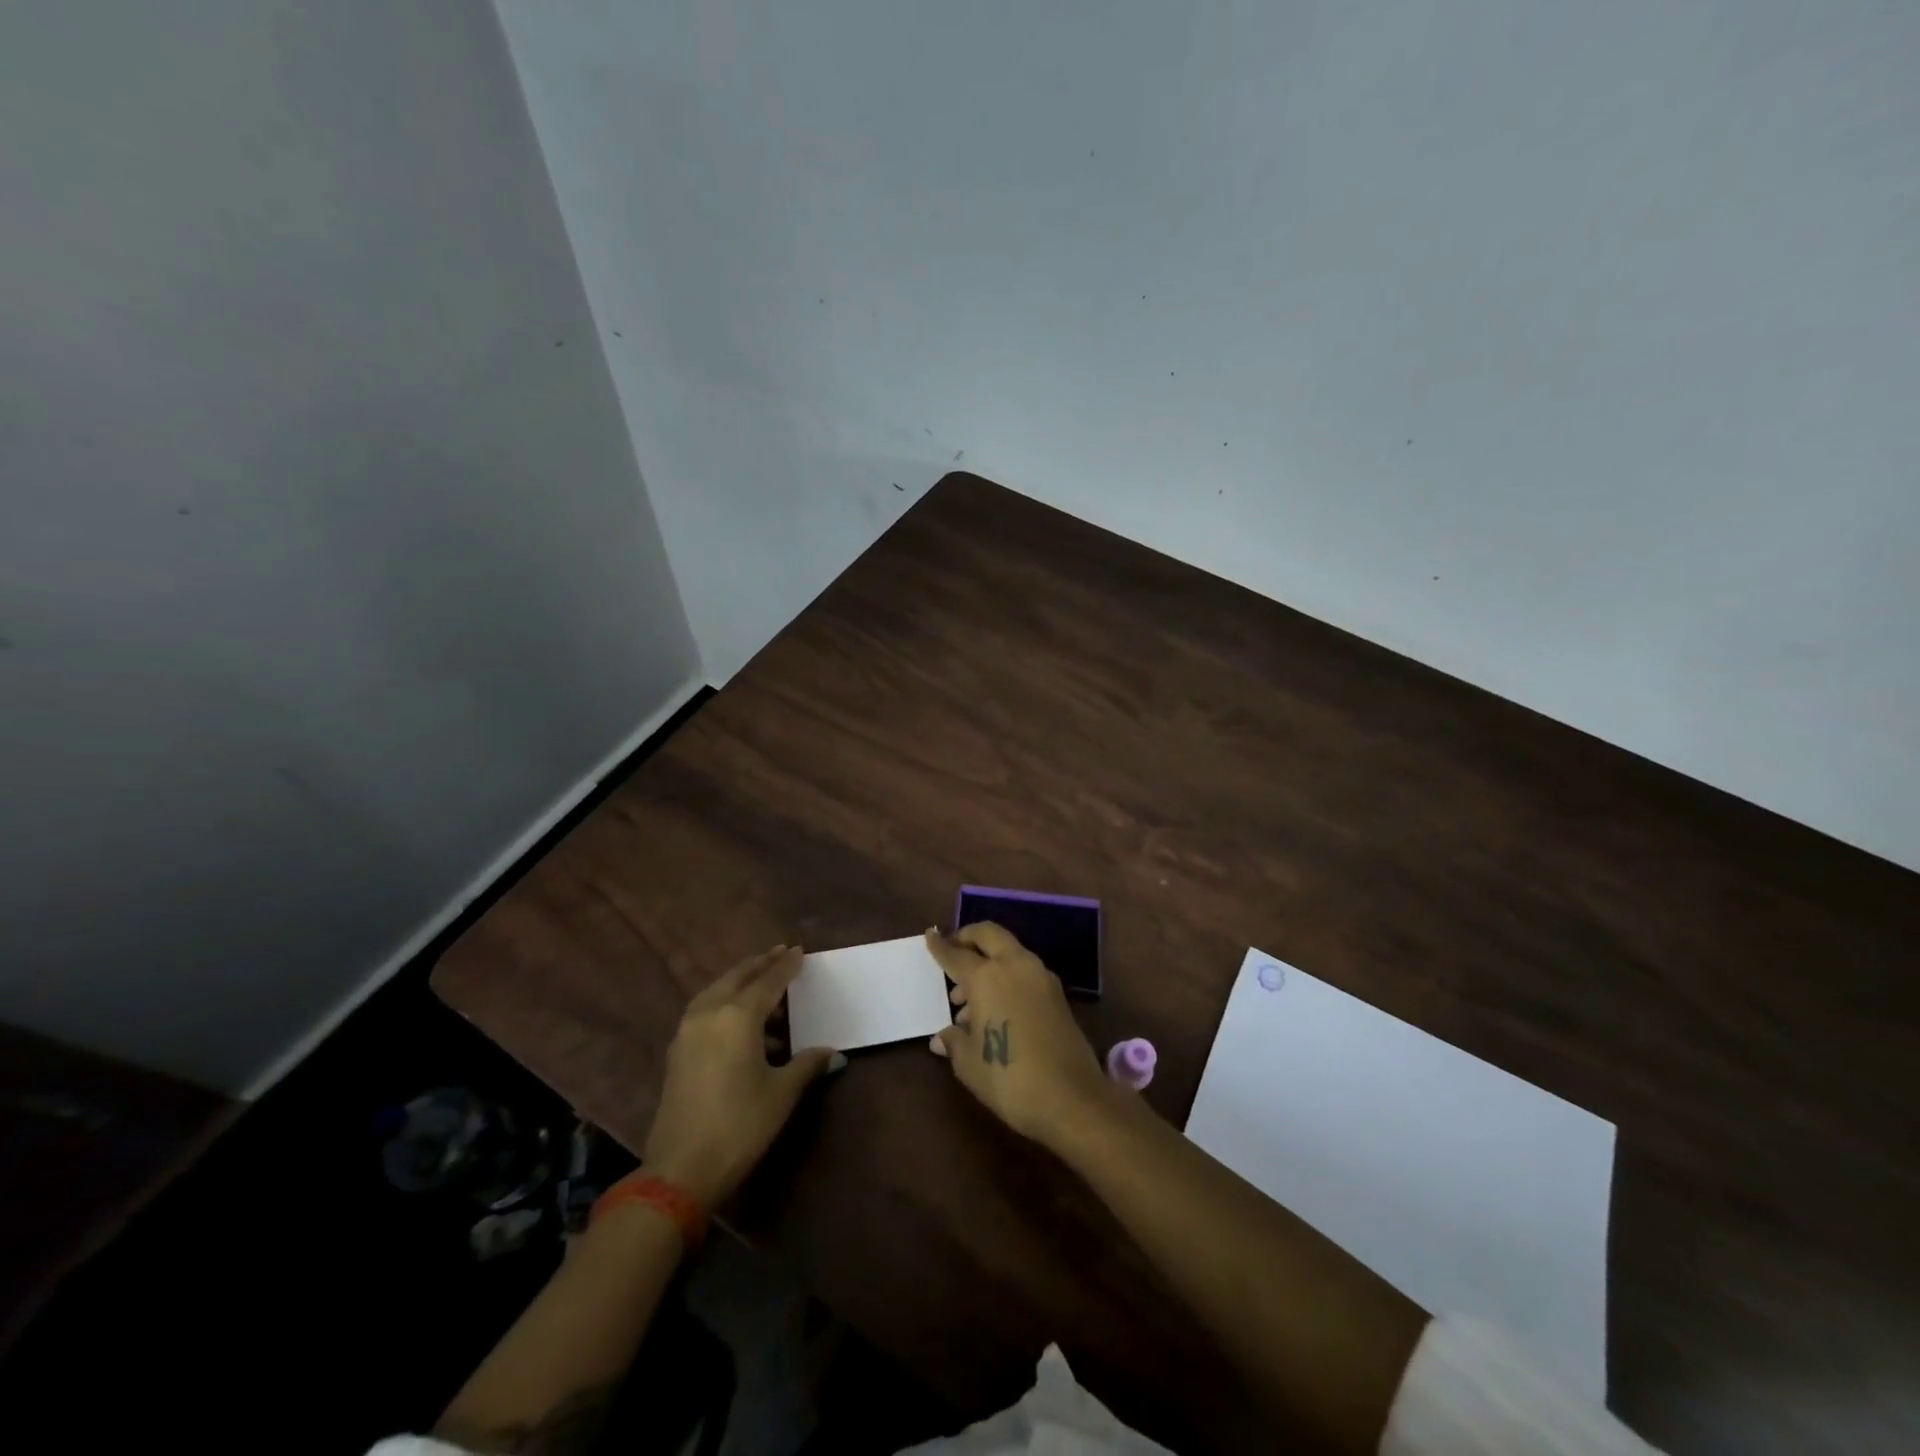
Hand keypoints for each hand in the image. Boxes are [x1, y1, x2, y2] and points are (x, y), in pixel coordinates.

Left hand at [642, 945, 843, 1209]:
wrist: (679, 1169)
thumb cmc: (740, 1124)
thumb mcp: (781, 1093)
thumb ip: (807, 1065)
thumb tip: (833, 1053)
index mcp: (739, 1016)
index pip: (768, 981)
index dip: (786, 966)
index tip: (798, 951)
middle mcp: (710, 1013)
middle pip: (738, 977)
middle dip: (760, 964)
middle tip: (779, 953)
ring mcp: (688, 1031)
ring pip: (717, 991)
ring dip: (740, 982)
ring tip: (762, 984)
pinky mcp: (677, 1050)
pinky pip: (706, 1009)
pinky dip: (725, 1002)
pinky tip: (740, 1020)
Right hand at [924, 923, 1110, 1148]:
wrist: (1072, 1098)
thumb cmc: (1009, 1079)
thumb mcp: (969, 1064)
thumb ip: (954, 1042)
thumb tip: (942, 1037)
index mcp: (986, 977)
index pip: (956, 954)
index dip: (940, 947)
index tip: (930, 936)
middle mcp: (1015, 966)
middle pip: (989, 935)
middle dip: (968, 937)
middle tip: (953, 952)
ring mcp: (1040, 977)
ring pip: (1009, 952)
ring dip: (988, 962)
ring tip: (968, 1001)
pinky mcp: (1057, 994)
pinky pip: (1024, 972)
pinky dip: (1006, 977)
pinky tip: (995, 1010)